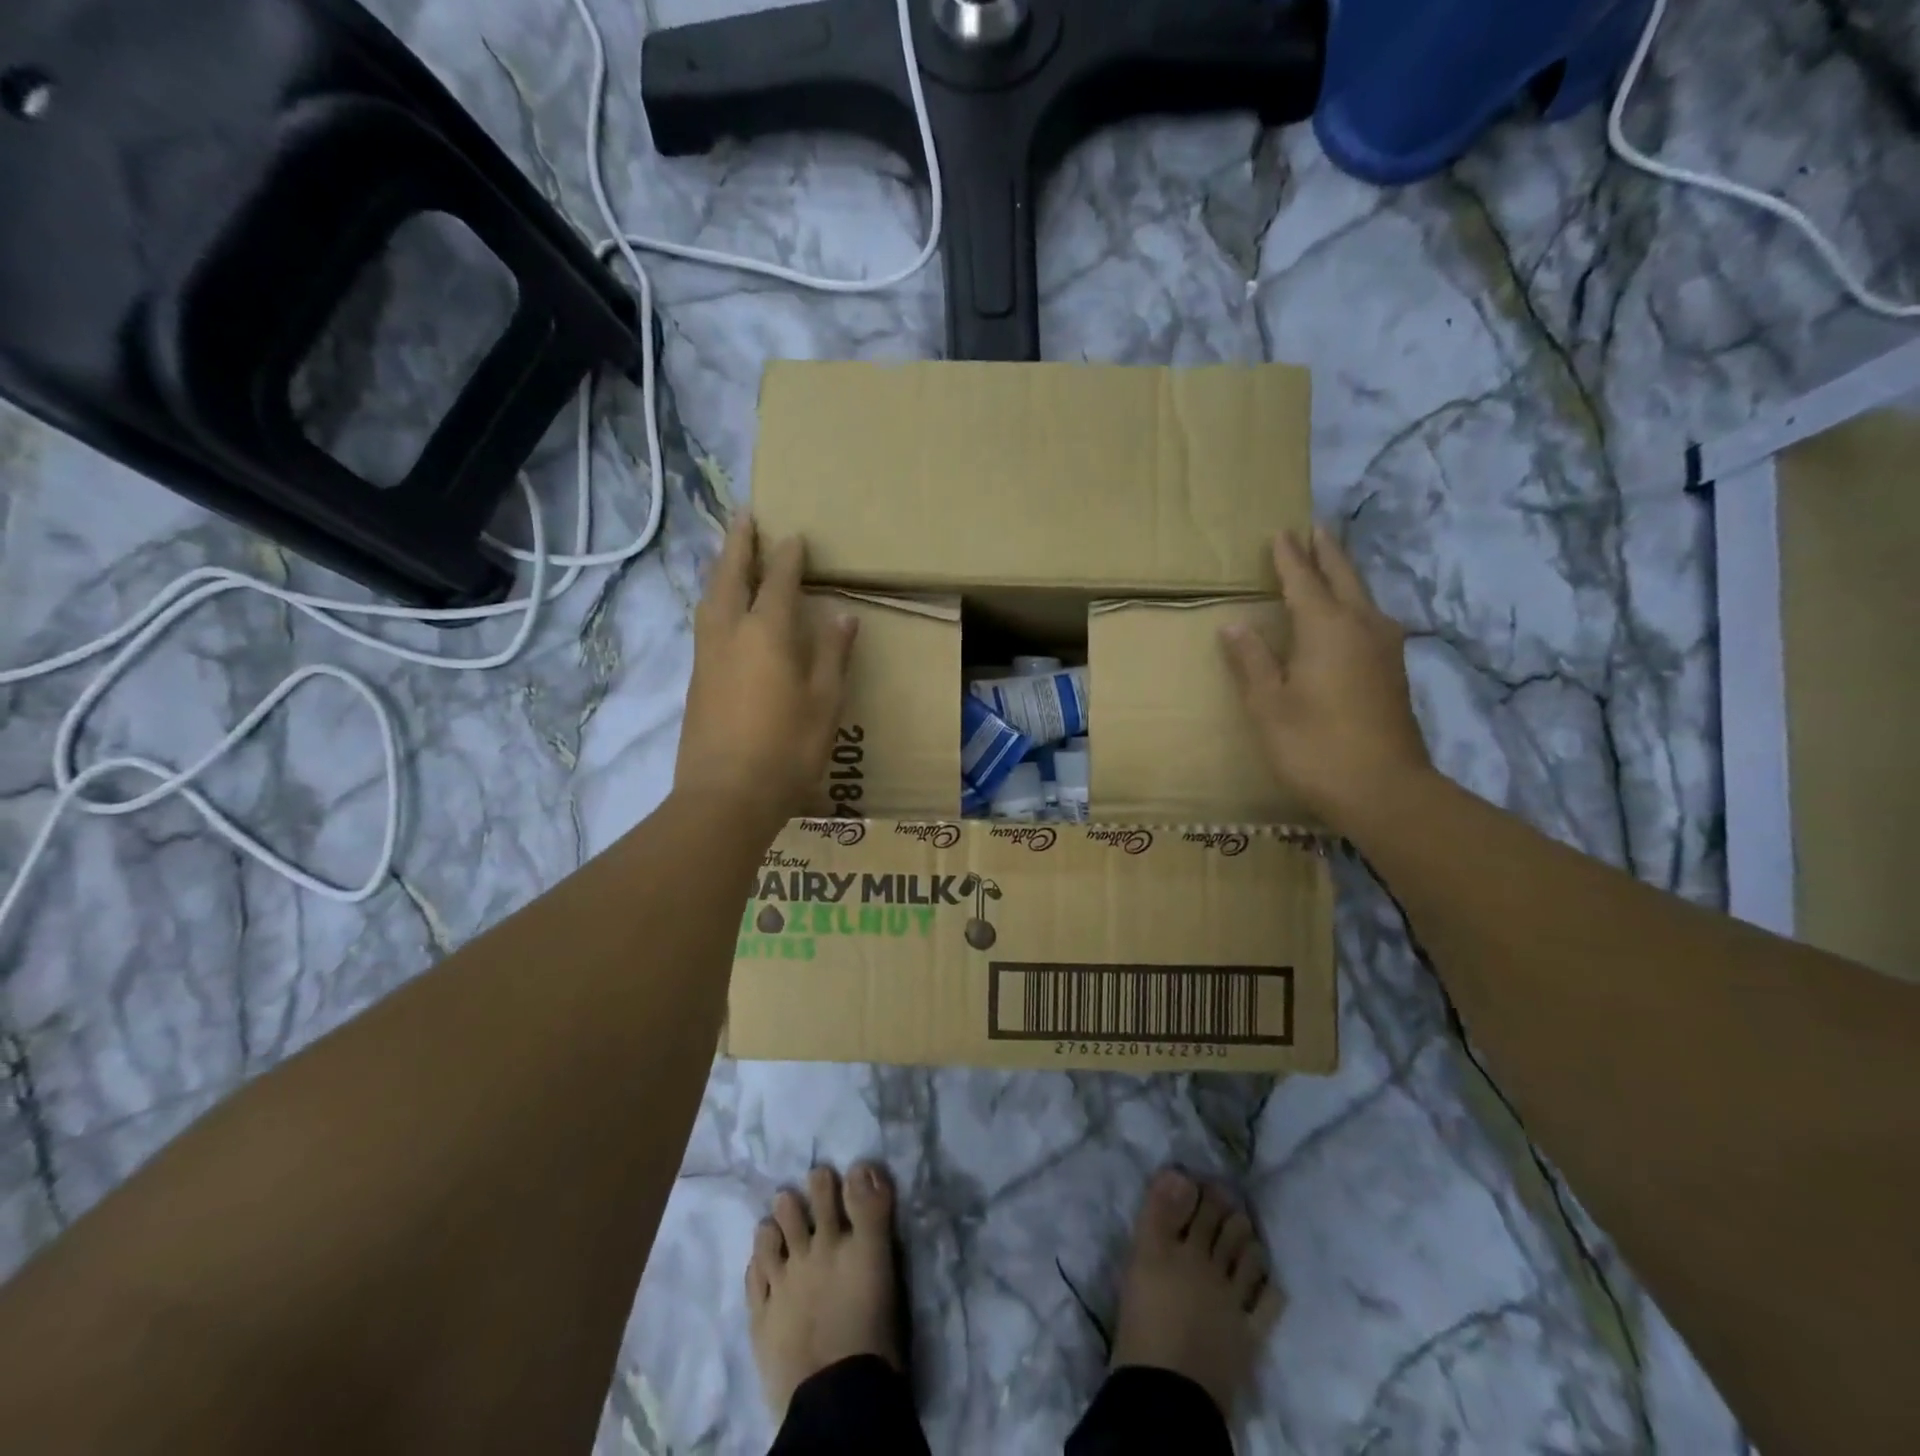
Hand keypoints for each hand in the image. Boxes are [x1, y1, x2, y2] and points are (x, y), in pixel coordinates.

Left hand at [676, 515, 857, 833]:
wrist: (726, 796)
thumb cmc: (787, 748)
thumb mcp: (825, 703)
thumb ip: (832, 655)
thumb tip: (842, 616)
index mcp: (768, 633)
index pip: (780, 582)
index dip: (789, 557)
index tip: (796, 536)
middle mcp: (731, 633)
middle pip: (732, 576)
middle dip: (740, 544)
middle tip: (745, 517)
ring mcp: (707, 655)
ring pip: (711, 598)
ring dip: (721, 569)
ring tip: (729, 554)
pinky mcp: (696, 679)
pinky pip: (705, 622)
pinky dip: (714, 599)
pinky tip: (720, 608)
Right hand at [1221, 527, 1430, 829]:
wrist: (1384, 789)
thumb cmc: (1314, 746)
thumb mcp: (1268, 705)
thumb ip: (1252, 661)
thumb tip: (1235, 625)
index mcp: (1326, 628)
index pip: (1304, 581)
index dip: (1288, 558)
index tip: (1279, 533)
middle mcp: (1362, 627)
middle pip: (1343, 578)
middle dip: (1326, 553)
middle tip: (1313, 530)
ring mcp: (1384, 648)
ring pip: (1363, 597)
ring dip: (1344, 575)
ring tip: (1330, 563)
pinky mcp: (1394, 671)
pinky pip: (1371, 618)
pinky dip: (1355, 603)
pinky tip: (1352, 614)